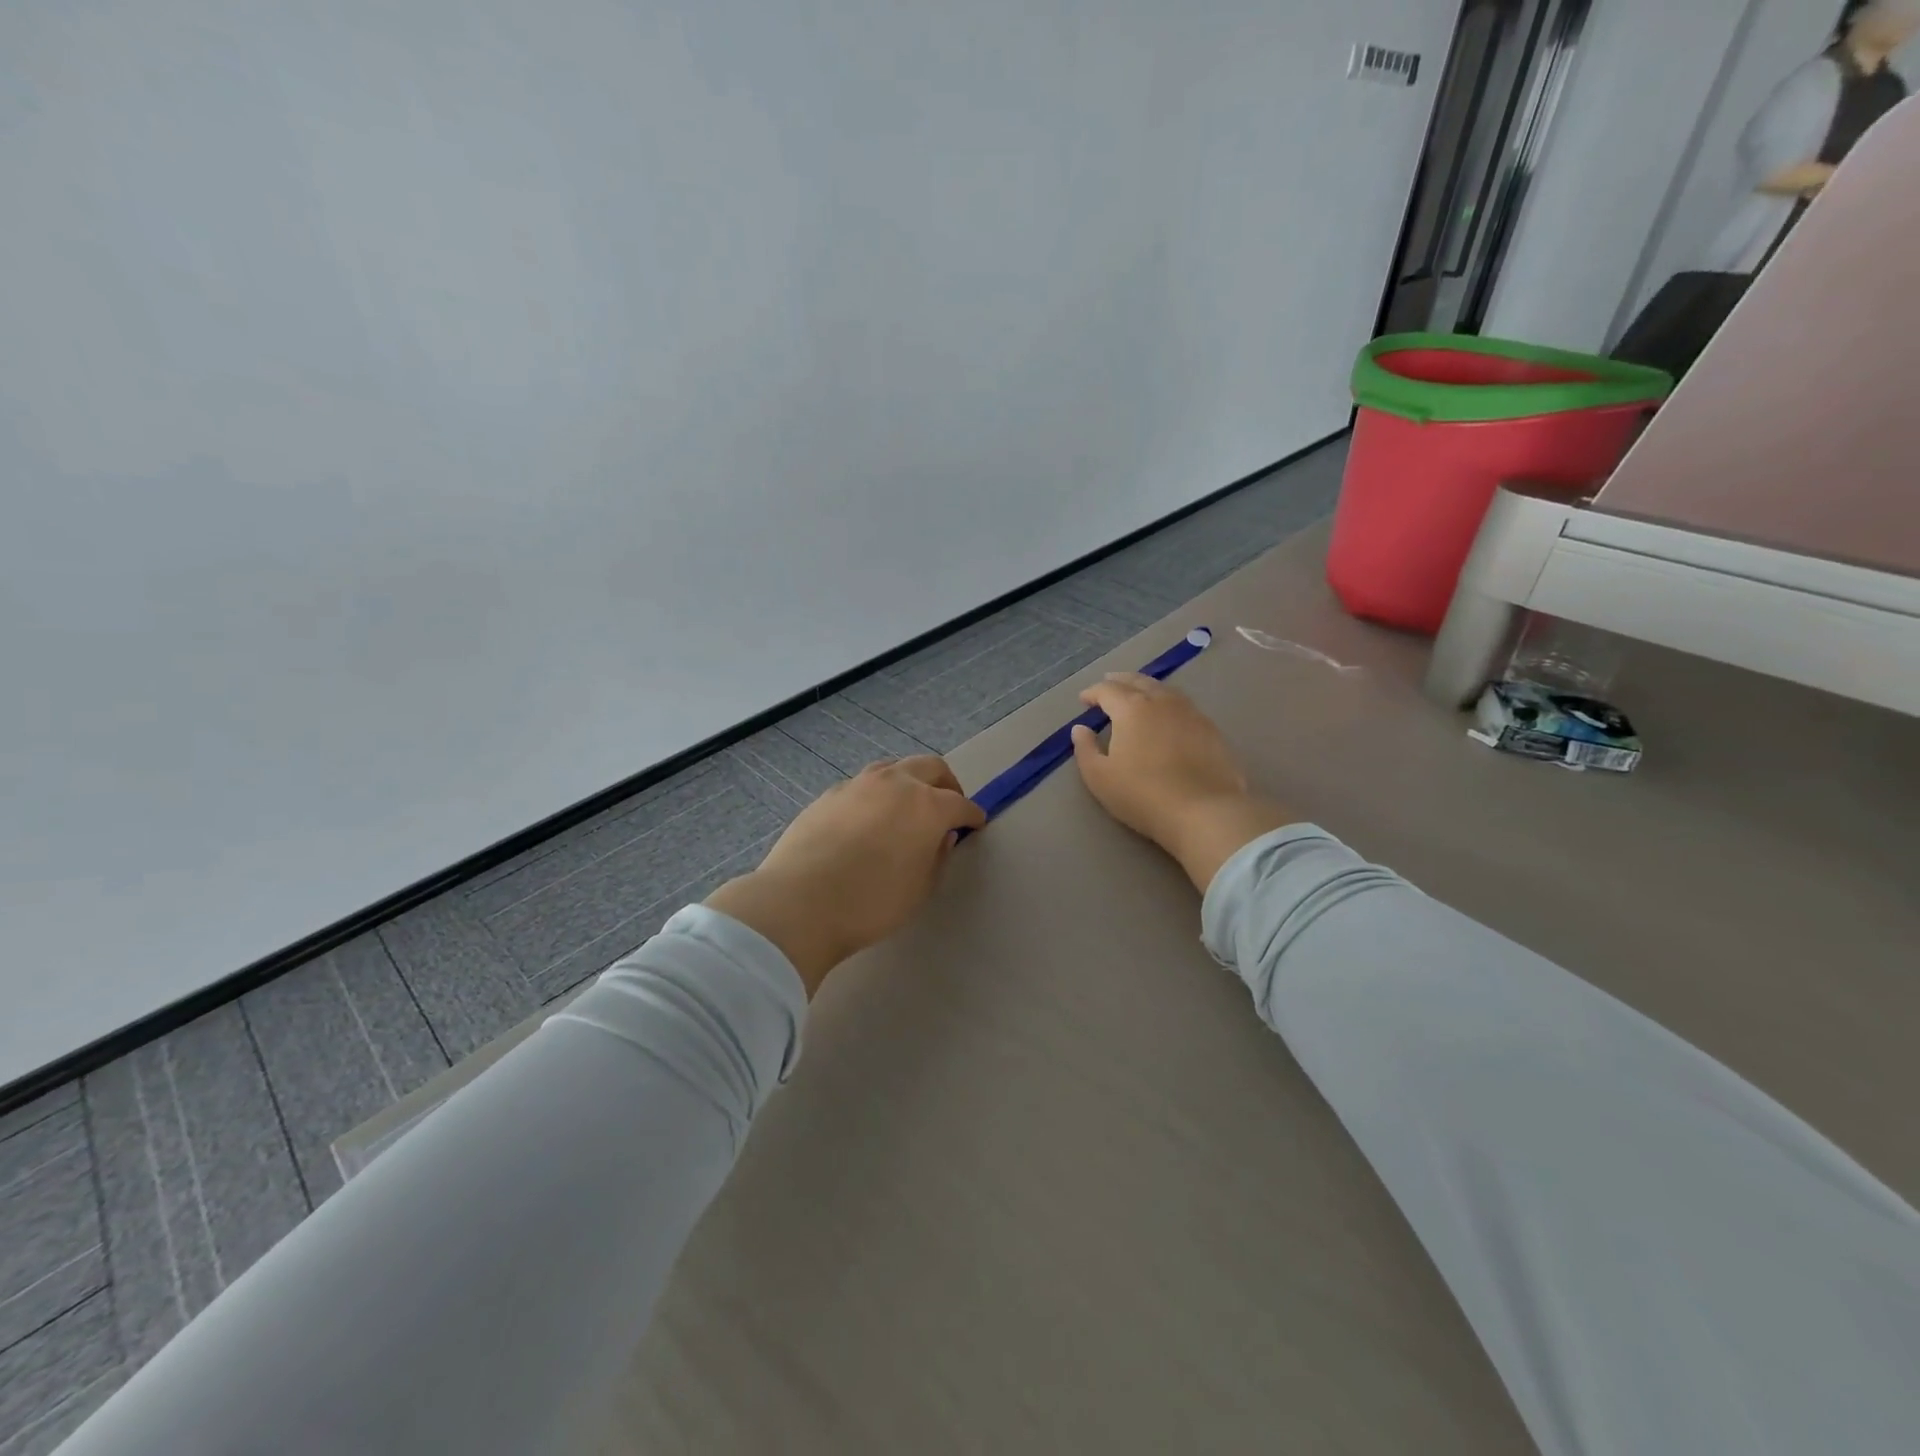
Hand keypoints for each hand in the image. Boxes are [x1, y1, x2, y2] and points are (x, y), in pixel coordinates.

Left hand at [706, 757, 985, 995]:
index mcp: (927, 805)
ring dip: (909, 782)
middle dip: (946, 784)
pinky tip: (869, 820)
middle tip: (948, 806)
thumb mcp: (920, 888)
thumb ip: (937, 857)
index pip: (960, 803)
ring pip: (894, 768)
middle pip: (930, 767)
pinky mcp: (830, 794)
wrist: (801, 901)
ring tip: (908, 807)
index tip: (976, 824)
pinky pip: (863, 785)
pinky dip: (877, 795)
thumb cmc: (872, 902)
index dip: (972, 815)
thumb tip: (942, 836)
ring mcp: (859, 784)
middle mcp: (895, 783)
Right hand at [1071, 674, 1295, 891]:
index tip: (1084, 700)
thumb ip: (1085, 749)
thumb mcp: (1100, 778)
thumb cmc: (1143, 795)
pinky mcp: (1211, 729)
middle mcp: (1162, 702)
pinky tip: (1168, 715)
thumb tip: (1080, 729)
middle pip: (1138, 681)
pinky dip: (1168, 702)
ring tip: (1138, 693)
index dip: (1093, 693)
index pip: (1108, 690)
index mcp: (1131, 709)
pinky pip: (1184, 705)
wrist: (1205, 812)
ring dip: (1146, 687)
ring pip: (1164, 690)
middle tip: (1109, 683)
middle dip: (1120, 681)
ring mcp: (1191, 713)